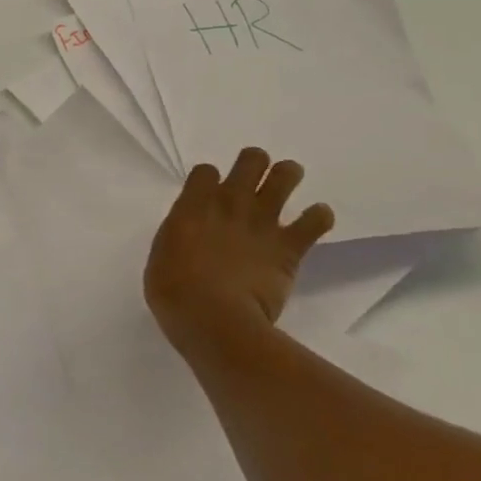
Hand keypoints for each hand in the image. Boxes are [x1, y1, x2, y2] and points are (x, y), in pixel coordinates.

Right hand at [144, 148, 334, 358]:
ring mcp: (262, 221)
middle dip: (254, 163)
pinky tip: (316, 220)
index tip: (209, 194)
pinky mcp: (289, 246)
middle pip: (251, 160)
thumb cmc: (174, 293)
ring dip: (287, 175)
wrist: (214, 319)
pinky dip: (319, 217)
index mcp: (193, 205)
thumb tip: (191, 237)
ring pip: (285, 175)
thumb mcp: (162, 257)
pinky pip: (316, 220)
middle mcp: (229, 203)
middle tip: (253, 178)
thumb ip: (179, 237)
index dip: (209, 179)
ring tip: (287, 182)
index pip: (205, 170)